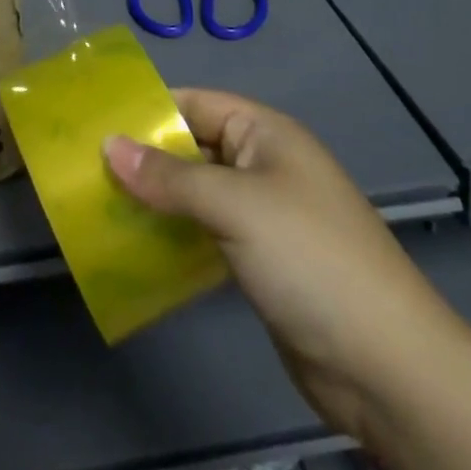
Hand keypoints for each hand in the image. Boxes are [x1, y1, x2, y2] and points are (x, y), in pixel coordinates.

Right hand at [104, 90, 457, 431]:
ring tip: (98, 205)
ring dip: (154, 199)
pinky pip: (204, 232)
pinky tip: (135, 245)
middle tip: (85, 168)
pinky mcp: (259, 260)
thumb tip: (108, 145)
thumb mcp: (235, 205)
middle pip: (192, 148)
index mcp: (265, 133)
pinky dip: (173, 234)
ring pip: (195, 193)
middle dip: (144, 157)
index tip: (95, 122)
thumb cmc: (309, 258)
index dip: (148, 111)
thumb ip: (169, 177)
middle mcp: (262, 164)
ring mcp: (262, 215)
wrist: (385, 365)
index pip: (195, 104)